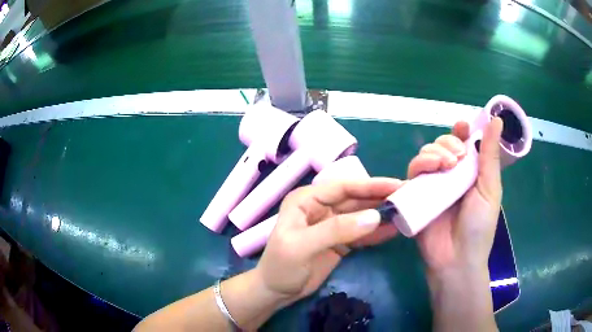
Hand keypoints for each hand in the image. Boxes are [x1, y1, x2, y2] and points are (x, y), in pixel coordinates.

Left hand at [255, 178, 402, 303]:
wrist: (276, 292)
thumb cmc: (281, 266)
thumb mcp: (302, 246)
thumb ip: (336, 230)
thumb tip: (375, 217)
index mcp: (307, 200)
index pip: (343, 187)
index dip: (370, 185)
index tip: (396, 185)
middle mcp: (321, 207)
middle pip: (355, 199)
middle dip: (380, 198)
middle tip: (408, 197)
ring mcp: (332, 225)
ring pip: (361, 215)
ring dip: (382, 214)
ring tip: (406, 212)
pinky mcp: (340, 241)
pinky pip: (361, 233)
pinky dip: (377, 232)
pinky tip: (394, 230)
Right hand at [408, 118, 502, 273]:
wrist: (456, 259)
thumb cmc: (479, 226)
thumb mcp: (490, 188)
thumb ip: (490, 155)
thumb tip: (497, 120)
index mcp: (469, 172)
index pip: (462, 143)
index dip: (461, 131)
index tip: (462, 126)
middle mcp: (450, 175)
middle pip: (442, 145)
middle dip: (448, 143)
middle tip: (457, 157)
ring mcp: (432, 185)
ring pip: (426, 155)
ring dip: (434, 151)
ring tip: (446, 165)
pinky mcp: (416, 196)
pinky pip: (412, 172)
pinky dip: (419, 164)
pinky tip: (430, 169)